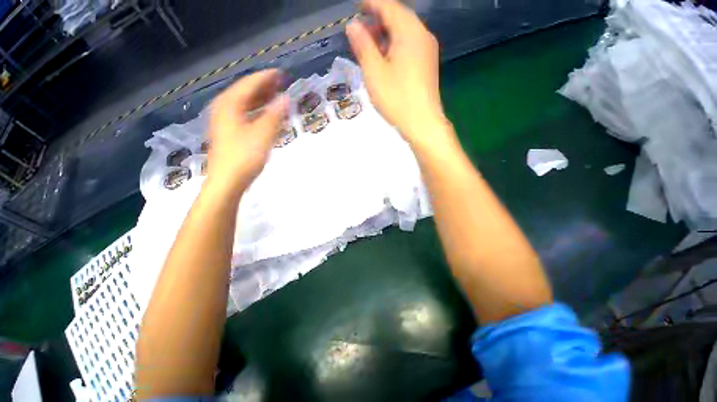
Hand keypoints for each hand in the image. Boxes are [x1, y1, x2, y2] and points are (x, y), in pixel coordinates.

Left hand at [206, 70, 288, 193]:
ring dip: (261, 99)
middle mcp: (224, 108)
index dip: (266, 78)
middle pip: (245, 92)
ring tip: (276, 97)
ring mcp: (225, 121)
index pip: (249, 84)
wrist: (227, 181)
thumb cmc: (244, 156)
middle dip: (264, 87)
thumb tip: (286, 99)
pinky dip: (257, 112)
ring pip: (245, 104)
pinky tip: (266, 115)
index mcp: (229, 104)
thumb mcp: (263, 134)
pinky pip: (244, 114)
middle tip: (281, 84)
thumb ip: (275, 115)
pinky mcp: (229, 133)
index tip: (281, 74)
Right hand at [346, 0, 447, 146]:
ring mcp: (427, 51)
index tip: (357, 6)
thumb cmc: (397, 98)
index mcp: (409, 31)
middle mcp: (422, 35)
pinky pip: (409, 47)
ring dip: (385, 36)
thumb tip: (353, 26)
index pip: (388, 6)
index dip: (371, 4)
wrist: (422, 124)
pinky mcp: (427, 66)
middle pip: (398, 18)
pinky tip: (384, 60)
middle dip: (377, 21)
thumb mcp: (374, 72)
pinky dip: (394, 48)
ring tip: (369, 48)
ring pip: (404, 34)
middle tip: (359, 32)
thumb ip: (363, 45)